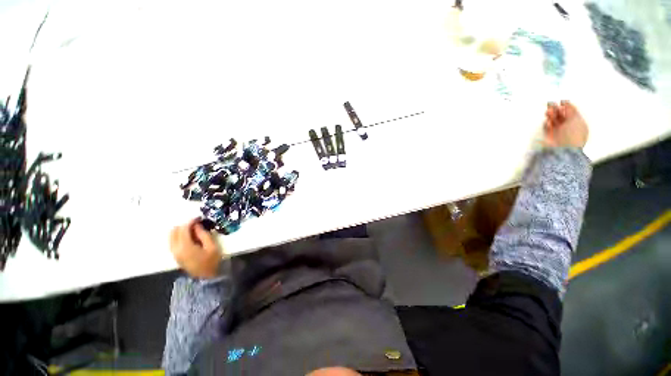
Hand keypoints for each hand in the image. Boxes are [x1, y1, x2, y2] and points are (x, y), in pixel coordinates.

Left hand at [170, 219, 222, 278]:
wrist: (206, 276)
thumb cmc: (211, 261)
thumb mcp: (212, 247)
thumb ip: (204, 235)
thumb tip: (197, 225)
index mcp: (185, 247)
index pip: (183, 229)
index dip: (191, 221)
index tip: (199, 218)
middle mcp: (175, 249)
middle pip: (174, 231)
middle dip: (185, 225)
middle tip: (197, 224)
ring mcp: (174, 252)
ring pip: (172, 235)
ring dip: (181, 230)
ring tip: (194, 230)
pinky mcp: (175, 255)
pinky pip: (173, 241)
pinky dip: (179, 236)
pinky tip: (190, 236)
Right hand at [543, 100, 588, 148]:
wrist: (563, 149)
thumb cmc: (573, 135)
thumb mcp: (575, 119)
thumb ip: (571, 109)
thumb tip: (566, 102)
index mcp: (578, 123)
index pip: (571, 112)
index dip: (566, 106)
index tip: (562, 101)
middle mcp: (568, 127)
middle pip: (561, 115)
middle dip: (556, 109)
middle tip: (551, 104)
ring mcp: (558, 132)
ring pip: (553, 120)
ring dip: (550, 115)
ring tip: (548, 111)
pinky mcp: (549, 136)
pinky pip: (547, 128)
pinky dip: (546, 124)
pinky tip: (547, 122)